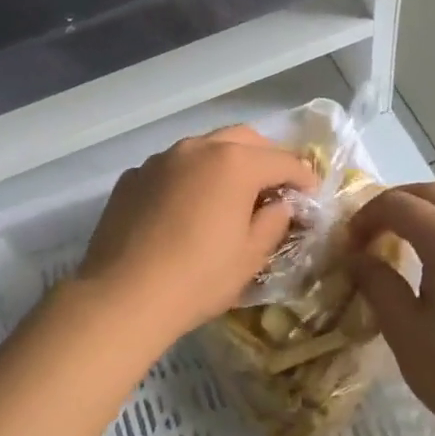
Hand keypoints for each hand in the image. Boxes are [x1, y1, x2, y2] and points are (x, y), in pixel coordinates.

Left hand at [74, 126, 316, 347]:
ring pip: (202, 148)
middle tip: (274, 186)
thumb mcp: (250, 256)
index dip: (303, 176)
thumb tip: (280, 205)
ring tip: (229, 194)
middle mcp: (196, 148)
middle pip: (242, 139)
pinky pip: (171, 168)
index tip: (311, 193)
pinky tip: (186, 208)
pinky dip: (188, 178)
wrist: (123, 296)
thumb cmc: (198, 278)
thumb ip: (273, 222)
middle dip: (264, 157)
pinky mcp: (132, 177)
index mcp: (234, 163)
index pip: (282, 160)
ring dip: (224, 163)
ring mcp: (159, 160)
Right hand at [348, 183, 434, 435]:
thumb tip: (358, 258)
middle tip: (370, 234)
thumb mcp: (405, 331)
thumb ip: (377, 284)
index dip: (365, 217)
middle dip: (395, 204)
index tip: (348, 246)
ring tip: (409, 239)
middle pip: (432, 192)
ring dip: (430, 209)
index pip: (398, 204)